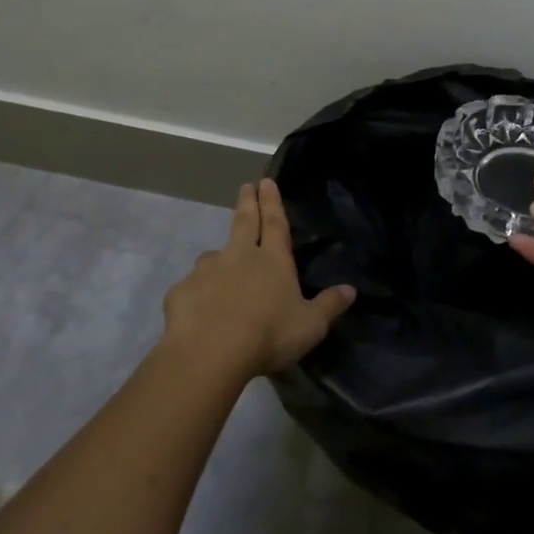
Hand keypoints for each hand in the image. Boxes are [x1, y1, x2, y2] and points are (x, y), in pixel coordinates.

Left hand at [162, 179, 355, 376]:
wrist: (210, 352)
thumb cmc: (269, 335)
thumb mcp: (310, 325)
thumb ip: (329, 306)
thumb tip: (351, 289)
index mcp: (273, 260)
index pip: (275, 223)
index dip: (272, 202)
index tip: (266, 181)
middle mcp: (239, 257)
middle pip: (244, 223)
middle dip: (247, 203)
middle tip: (246, 186)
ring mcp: (207, 272)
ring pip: (213, 256)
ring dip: (219, 255)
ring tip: (219, 262)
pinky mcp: (182, 292)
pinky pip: (191, 288)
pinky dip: (196, 293)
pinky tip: (197, 309)